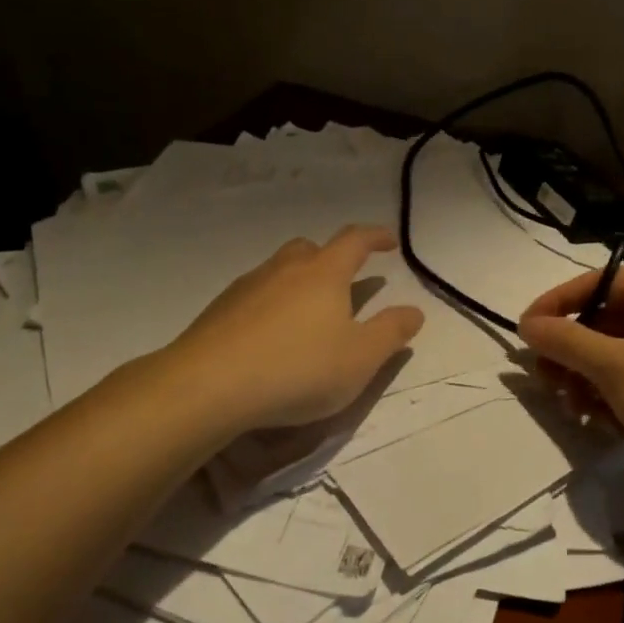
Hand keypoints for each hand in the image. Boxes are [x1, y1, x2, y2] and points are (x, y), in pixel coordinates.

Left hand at [166, 225, 424, 432]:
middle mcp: (285, 269)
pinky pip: (254, 295)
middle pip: (311, 248)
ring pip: (279, 270)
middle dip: (332, 257)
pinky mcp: (219, 310)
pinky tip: (269, 337)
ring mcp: (248, 286)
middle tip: (344, 281)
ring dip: (298, 281)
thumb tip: (414, 310)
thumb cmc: (298, 369)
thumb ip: (391, 332)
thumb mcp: (360, 359)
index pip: (355, 240)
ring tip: (306, 314)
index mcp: (324, 273)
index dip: (376, 236)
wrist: (209, 386)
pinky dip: (270, 305)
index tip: (390, 242)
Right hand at [519, 266, 623, 472]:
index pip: (591, 284)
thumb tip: (527, 324)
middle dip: (572, 356)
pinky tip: (608, 424)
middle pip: (603, 320)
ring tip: (578, 412)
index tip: (523, 336)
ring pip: (619, 352)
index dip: (552, 308)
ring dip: (590, 380)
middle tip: (549, 385)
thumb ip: (565, 342)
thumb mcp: (612, 367)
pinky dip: (618, 393)